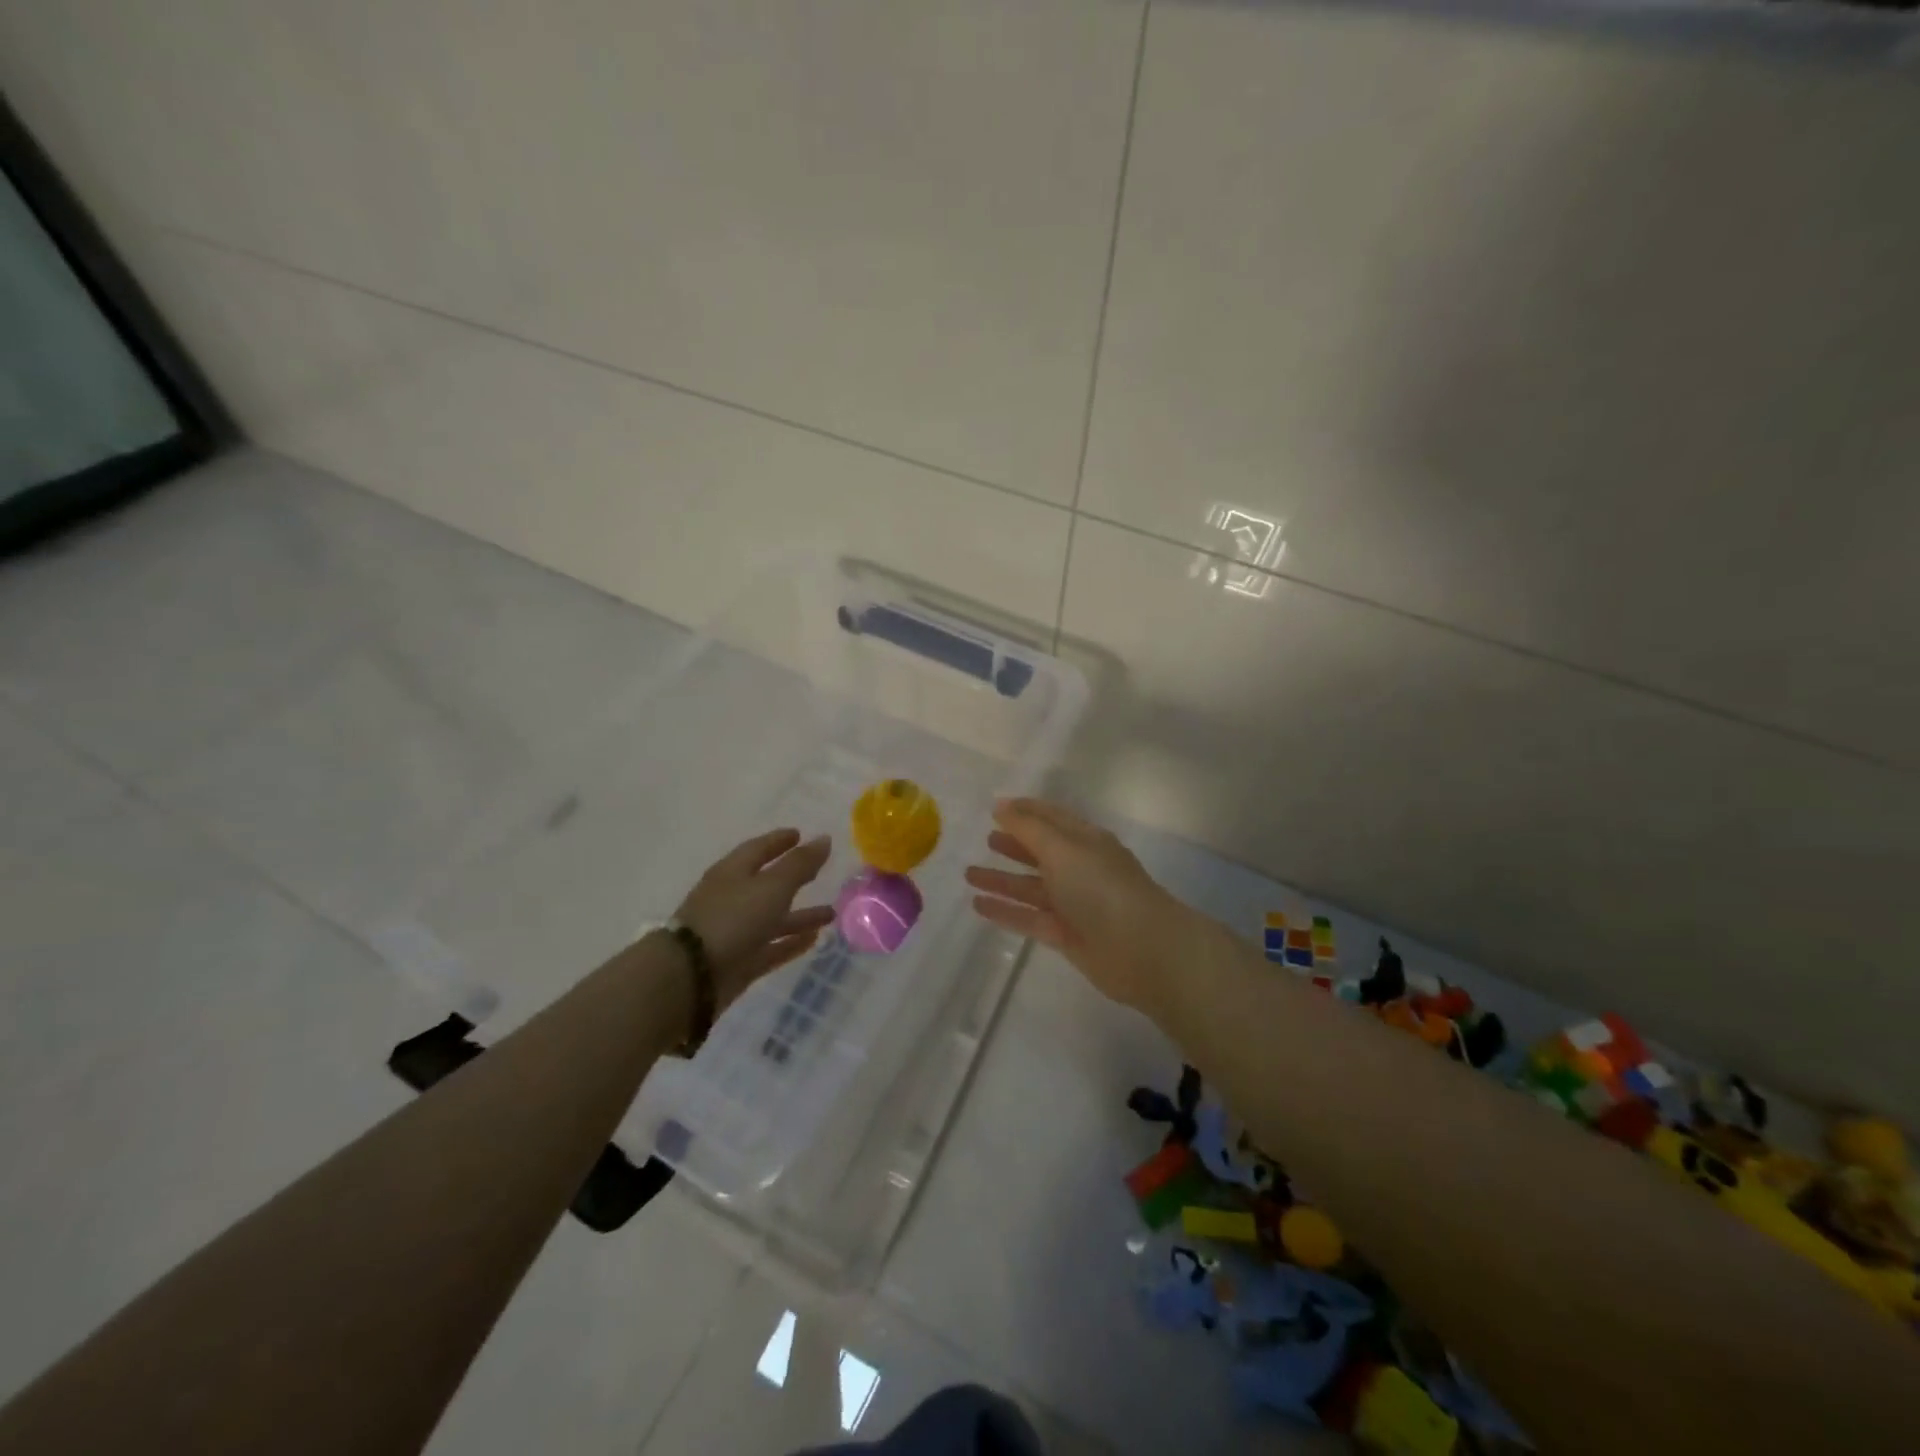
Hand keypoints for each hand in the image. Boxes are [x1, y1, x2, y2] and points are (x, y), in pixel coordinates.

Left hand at [675, 829, 835, 1008]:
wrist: (690, 977)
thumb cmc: (732, 919)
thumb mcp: (772, 886)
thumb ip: (800, 864)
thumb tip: (824, 838)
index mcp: (732, 872)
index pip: (758, 849)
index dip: (779, 841)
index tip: (799, 834)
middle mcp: (732, 899)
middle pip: (767, 884)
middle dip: (793, 877)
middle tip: (819, 871)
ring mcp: (734, 932)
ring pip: (773, 919)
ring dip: (800, 915)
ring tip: (830, 913)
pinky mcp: (739, 962)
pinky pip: (771, 947)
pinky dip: (791, 942)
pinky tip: (814, 939)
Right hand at [964, 798, 1195, 1016]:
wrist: (1142, 950)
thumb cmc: (1101, 888)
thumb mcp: (1063, 849)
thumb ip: (1028, 828)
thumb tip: (1001, 805)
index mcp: (1085, 840)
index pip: (1052, 817)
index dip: (1025, 810)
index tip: (995, 806)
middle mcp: (1080, 868)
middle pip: (1041, 852)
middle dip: (1014, 844)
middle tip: (985, 839)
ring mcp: (1074, 903)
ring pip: (1031, 887)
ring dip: (1002, 880)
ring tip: (968, 873)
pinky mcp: (1066, 935)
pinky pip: (1028, 917)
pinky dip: (1004, 910)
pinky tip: (978, 905)